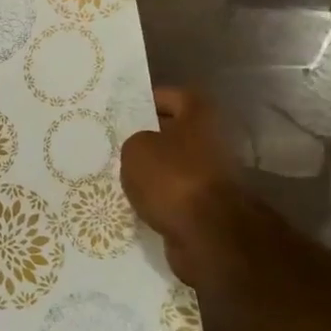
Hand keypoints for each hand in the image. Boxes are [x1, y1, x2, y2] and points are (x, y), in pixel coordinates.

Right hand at [118, 88, 241, 289]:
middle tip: (118, 142)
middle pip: (177, 133)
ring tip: (120, 174)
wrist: (208, 234)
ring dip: (153, 170)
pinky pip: (176, 194)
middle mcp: (212, 143)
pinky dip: (158, 197)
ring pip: (175, 165)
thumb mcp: (136, 149)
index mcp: (200, 118)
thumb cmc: (172, 178)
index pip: (178, 96)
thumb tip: (142, 149)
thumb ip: (135, 141)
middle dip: (149, 137)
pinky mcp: (207, 208)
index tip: (127, 107)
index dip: (153, 98)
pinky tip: (134, 201)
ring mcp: (212, 177)